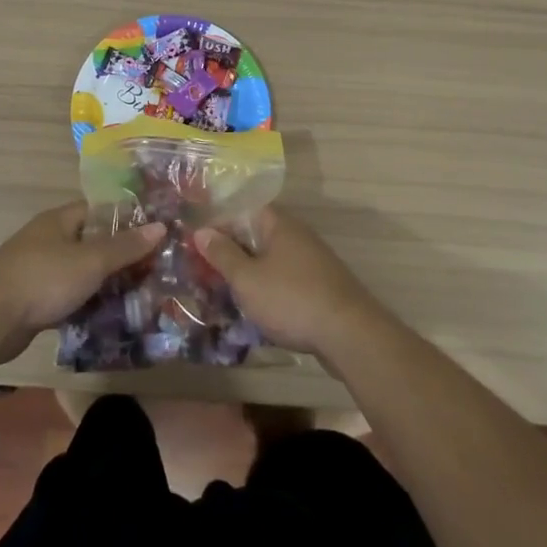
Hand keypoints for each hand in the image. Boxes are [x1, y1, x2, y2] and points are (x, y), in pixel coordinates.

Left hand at [0, 202, 163, 364]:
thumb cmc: (43, 279)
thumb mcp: (91, 261)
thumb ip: (125, 246)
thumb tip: (159, 226)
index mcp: (58, 221)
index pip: (97, 210)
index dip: (125, 219)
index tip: (153, 233)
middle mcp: (47, 240)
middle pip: (90, 243)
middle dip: (119, 256)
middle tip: (153, 270)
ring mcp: (37, 271)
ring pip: (79, 273)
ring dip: (104, 284)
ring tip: (139, 296)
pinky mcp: (32, 301)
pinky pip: (67, 298)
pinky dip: (85, 305)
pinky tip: (108, 319)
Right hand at [197, 207, 378, 356]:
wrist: (350, 335)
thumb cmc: (291, 300)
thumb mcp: (247, 279)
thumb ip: (223, 254)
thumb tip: (201, 231)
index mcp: (279, 225)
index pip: (243, 210)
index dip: (218, 223)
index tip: (196, 242)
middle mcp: (297, 236)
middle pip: (256, 234)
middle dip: (230, 250)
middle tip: (204, 269)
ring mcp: (312, 262)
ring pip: (270, 259)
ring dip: (248, 271)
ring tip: (223, 290)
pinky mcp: (320, 287)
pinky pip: (285, 279)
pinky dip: (267, 288)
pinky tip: (255, 307)